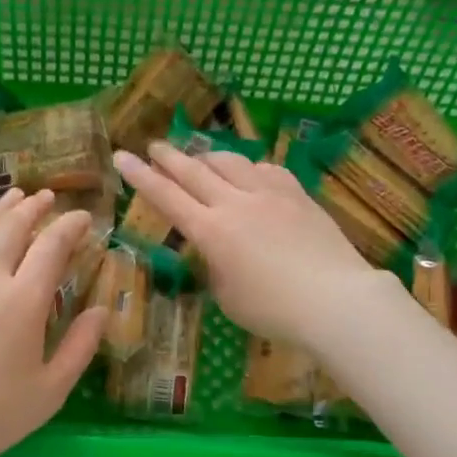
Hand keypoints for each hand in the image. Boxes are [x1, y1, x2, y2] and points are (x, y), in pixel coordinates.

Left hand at [0, 188, 105, 456]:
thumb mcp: (51, 390)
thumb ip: (80, 347)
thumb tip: (103, 311)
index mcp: (24, 302)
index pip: (52, 246)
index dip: (71, 226)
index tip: (84, 218)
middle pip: (12, 229)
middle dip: (34, 208)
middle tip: (48, 199)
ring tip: (13, 195)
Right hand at [114, 143, 380, 348]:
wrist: (335, 300)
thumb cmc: (273, 310)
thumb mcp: (227, 296)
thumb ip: (214, 266)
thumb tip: (215, 249)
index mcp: (210, 231)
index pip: (166, 197)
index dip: (140, 176)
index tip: (121, 156)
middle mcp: (235, 203)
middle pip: (194, 171)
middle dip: (169, 157)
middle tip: (155, 146)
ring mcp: (269, 194)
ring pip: (231, 162)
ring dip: (208, 156)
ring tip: (199, 157)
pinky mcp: (298, 194)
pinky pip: (266, 169)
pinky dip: (249, 168)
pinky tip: (250, 173)